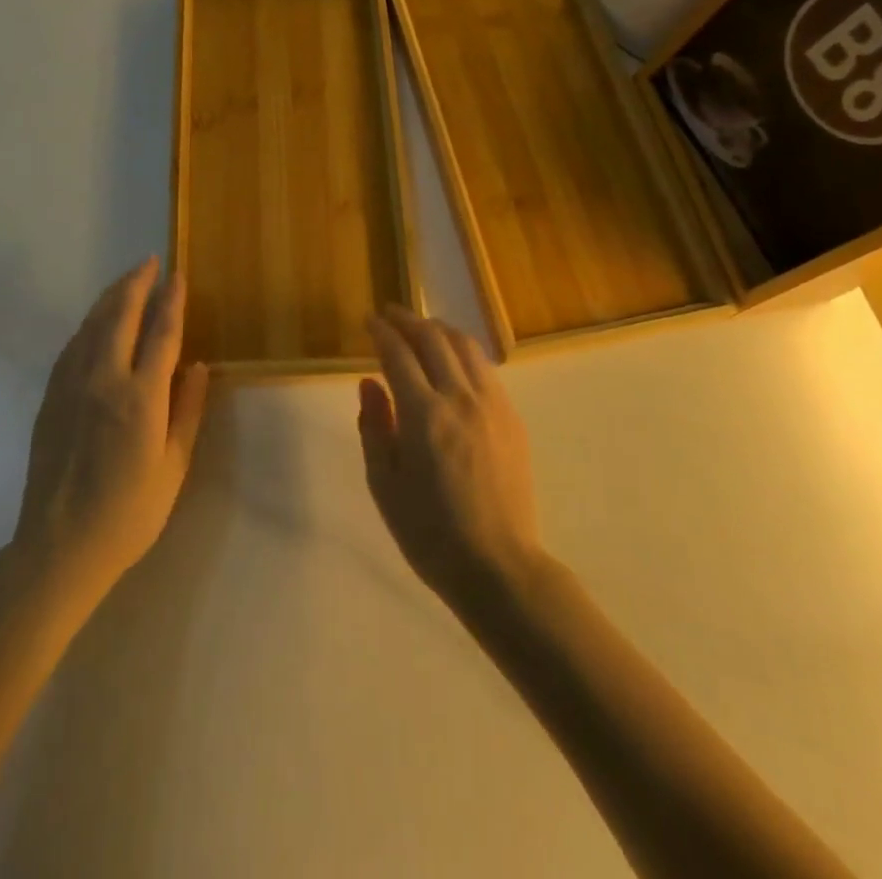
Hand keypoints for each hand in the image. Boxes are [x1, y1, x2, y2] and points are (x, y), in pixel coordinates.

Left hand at [10, 256, 209, 607]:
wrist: (59, 547)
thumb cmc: (128, 513)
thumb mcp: (173, 468)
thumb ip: (187, 412)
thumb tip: (196, 366)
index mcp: (140, 398)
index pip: (161, 333)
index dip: (172, 301)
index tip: (178, 276)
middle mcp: (103, 381)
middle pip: (120, 315)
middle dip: (136, 284)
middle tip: (150, 263)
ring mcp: (71, 387)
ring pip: (91, 325)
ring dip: (110, 297)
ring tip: (126, 281)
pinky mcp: (50, 398)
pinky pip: (72, 347)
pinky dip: (88, 324)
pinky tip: (96, 322)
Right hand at [359, 306, 543, 612]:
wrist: (498, 566)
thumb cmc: (429, 532)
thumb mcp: (385, 484)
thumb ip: (374, 426)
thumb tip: (369, 382)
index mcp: (424, 414)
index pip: (398, 354)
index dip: (382, 332)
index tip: (369, 321)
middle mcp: (460, 398)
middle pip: (433, 339)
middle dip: (408, 320)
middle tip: (390, 314)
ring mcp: (492, 405)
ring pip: (465, 345)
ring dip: (439, 329)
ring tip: (421, 328)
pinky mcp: (512, 417)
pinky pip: (485, 368)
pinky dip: (463, 351)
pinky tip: (453, 360)